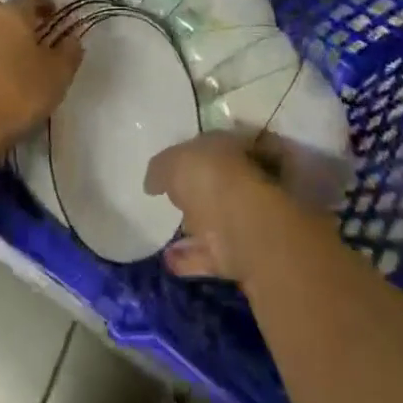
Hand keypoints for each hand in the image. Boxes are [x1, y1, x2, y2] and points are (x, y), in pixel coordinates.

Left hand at [0, 0, 82, 162]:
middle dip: (21, 20)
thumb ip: (70, 52)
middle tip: (35, 39)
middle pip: (7, 10)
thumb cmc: (17, 95)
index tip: (54, 16)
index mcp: (13, 12)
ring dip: (1, 37)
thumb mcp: (57, 76)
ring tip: (14, 60)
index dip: (46, 4)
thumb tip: (73, 38)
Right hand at [145, 132, 289, 281]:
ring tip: (167, 232)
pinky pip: (212, 254)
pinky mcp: (244, 256)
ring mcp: (250, 219)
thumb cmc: (212, 179)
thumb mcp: (174, 162)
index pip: (222, 142)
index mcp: (238, 145)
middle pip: (224, 180)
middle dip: (203, 188)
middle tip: (176, 196)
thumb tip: (153, 181)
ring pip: (219, 219)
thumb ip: (161, 169)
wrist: (248, 232)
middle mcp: (249, 179)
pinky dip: (191, 258)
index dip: (201, 149)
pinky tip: (167, 260)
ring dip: (196, 227)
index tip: (179, 159)